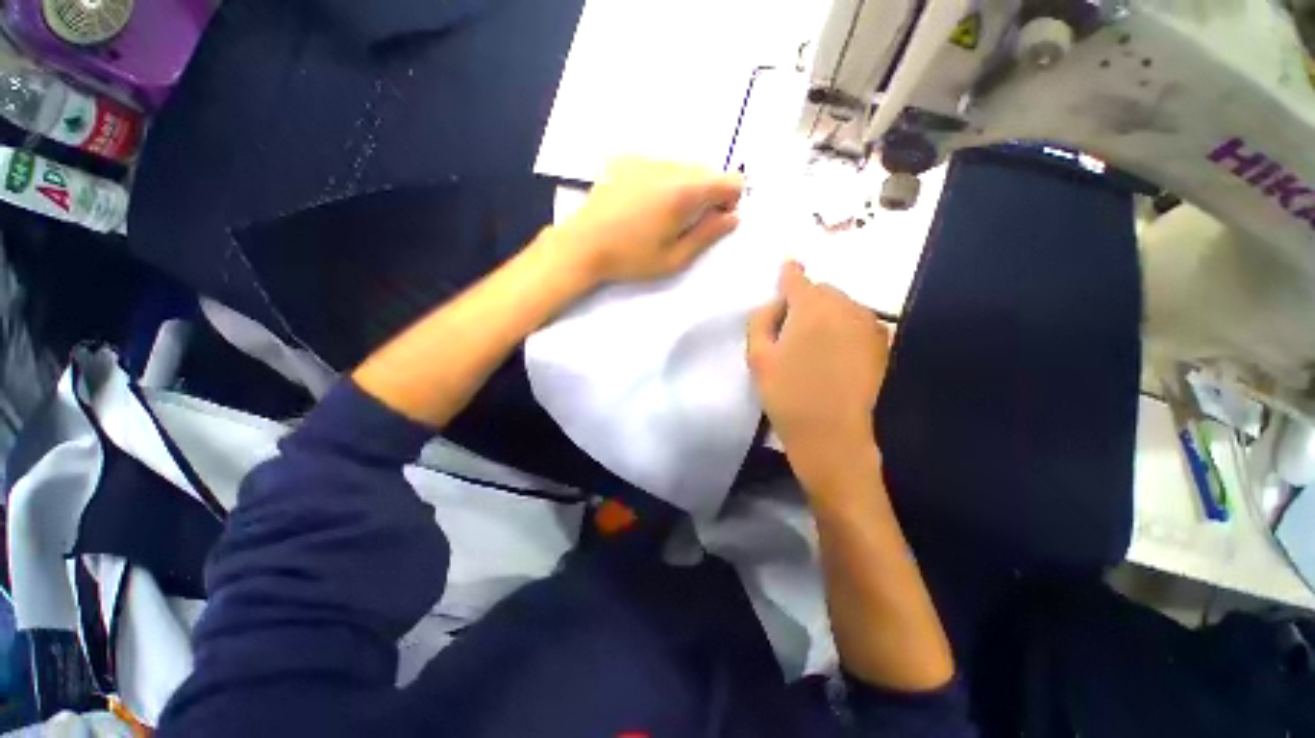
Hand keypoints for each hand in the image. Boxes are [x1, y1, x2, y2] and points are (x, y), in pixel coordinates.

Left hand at [551, 158, 743, 284]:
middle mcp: (669, 167)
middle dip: (706, 193)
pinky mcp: (625, 161)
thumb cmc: (629, 257)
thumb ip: (709, 235)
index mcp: (686, 191)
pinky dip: (658, 179)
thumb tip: (732, 217)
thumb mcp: (676, 258)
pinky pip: (656, 164)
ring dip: (682, 185)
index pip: (730, 181)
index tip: (713, 219)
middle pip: (707, 172)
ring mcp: (645, 161)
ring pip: (682, 167)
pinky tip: (640, 202)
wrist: (580, 245)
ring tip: (659, 212)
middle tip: (686, 220)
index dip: (729, 200)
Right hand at [747, 262, 890, 486]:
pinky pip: (861, 324)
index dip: (787, 277)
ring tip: (821, 348)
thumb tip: (775, 302)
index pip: (795, 276)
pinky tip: (842, 356)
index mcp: (810, 304)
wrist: (834, 434)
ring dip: (831, 317)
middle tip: (797, 334)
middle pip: (821, 291)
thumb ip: (761, 319)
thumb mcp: (758, 359)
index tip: (785, 280)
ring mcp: (867, 322)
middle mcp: (843, 304)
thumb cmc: (790, 397)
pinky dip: (850, 331)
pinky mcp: (882, 343)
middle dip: (809, 304)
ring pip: (843, 307)